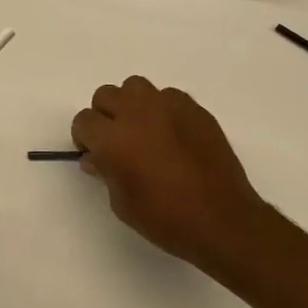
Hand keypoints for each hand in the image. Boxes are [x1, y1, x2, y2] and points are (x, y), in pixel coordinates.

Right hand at [70, 76, 278, 278]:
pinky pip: (168, 96)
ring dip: (132, 104)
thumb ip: (106, 173)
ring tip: (143, 129)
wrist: (223, 220)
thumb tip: (96, 157)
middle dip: (105, 115)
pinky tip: (172, 133)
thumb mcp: (122, 204)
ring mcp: (168, 107)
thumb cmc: (167, 219)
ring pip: (136, 86)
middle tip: (117, 140)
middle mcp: (137, 114)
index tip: (95, 153)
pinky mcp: (195, 109)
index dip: (85, 138)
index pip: (84, 120)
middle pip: (106, 95)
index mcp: (113, 139)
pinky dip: (163, 109)